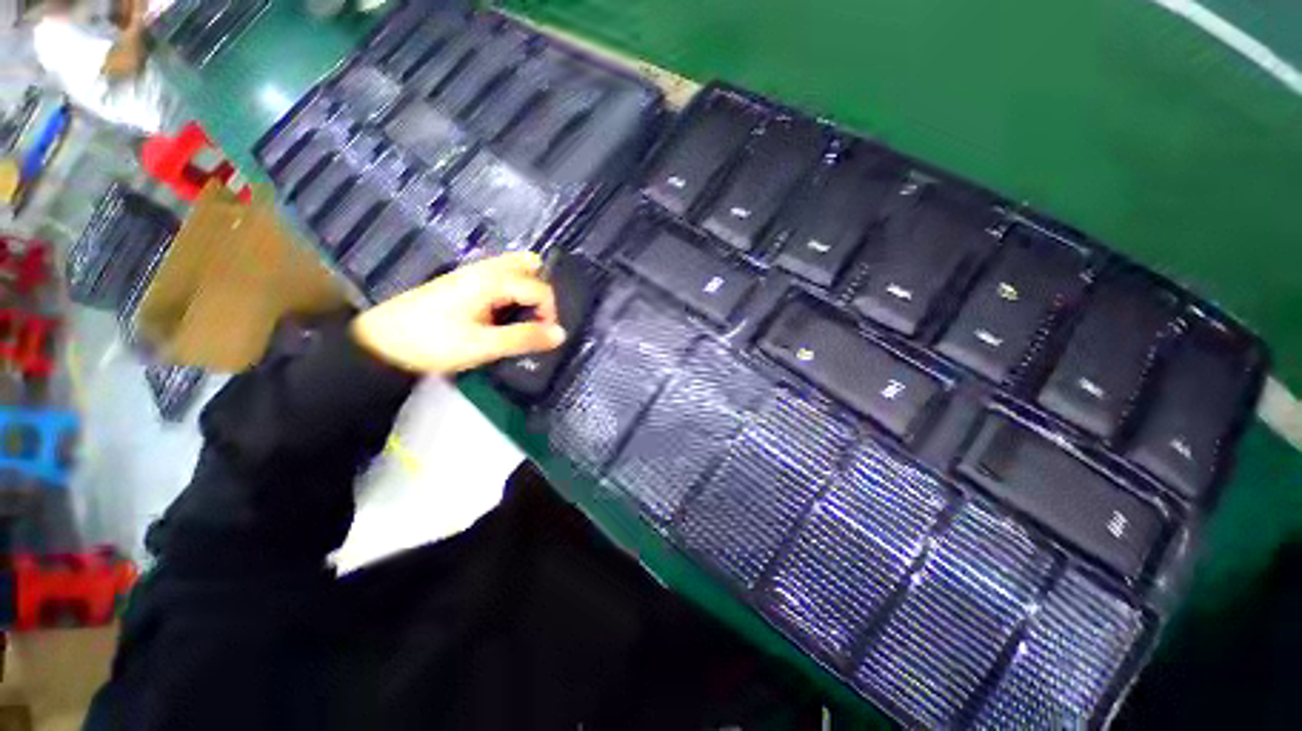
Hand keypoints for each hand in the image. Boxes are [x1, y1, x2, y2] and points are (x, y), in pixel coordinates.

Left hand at [351, 252, 566, 374]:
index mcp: (492, 280)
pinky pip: (500, 279)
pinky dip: (512, 293)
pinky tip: (502, 317)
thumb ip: (525, 338)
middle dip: (541, 290)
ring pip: (513, 270)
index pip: (539, 287)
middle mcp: (485, 270)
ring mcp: (471, 274)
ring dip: (526, 291)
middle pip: (528, 264)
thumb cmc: (433, 343)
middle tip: (536, 318)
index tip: (543, 337)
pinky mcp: (462, 284)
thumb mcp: (483, 345)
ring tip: (521, 320)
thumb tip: (561, 334)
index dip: (550, 312)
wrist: (380, 344)